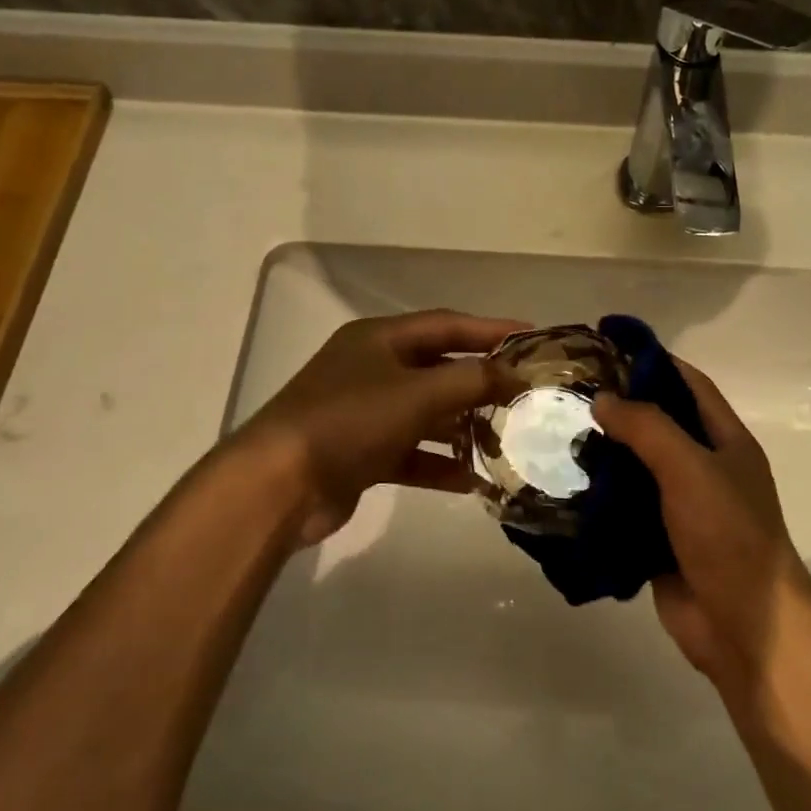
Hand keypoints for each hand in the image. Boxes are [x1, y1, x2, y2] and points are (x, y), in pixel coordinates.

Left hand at [231, 309, 526, 548]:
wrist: (279, 485)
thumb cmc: (350, 421)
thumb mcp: (418, 393)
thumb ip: (472, 381)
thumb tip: (515, 375)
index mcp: (379, 339)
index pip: (446, 325)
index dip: (490, 330)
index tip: (532, 339)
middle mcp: (371, 369)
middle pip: (438, 370)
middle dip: (479, 385)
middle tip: (522, 397)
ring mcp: (363, 413)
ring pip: (426, 414)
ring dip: (462, 428)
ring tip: (503, 443)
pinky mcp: (360, 454)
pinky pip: (410, 453)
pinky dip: (438, 464)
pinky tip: (471, 482)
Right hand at [593, 361, 810, 692]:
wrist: (743, 626)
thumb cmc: (728, 536)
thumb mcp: (691, 469)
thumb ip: (648, 428)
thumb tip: (603, 400)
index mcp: (725, 441)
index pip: (688, 384)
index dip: (652, 361)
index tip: (606, 346)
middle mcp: (704, 468)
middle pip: (658, 425)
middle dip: (618, 409)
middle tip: (567, 393)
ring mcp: (681, 507)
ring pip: (636, 469)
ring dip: (603, 455)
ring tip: (555, 435)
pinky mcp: (657, 541)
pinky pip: (624, 510)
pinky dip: (598, 499)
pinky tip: (562, 487)